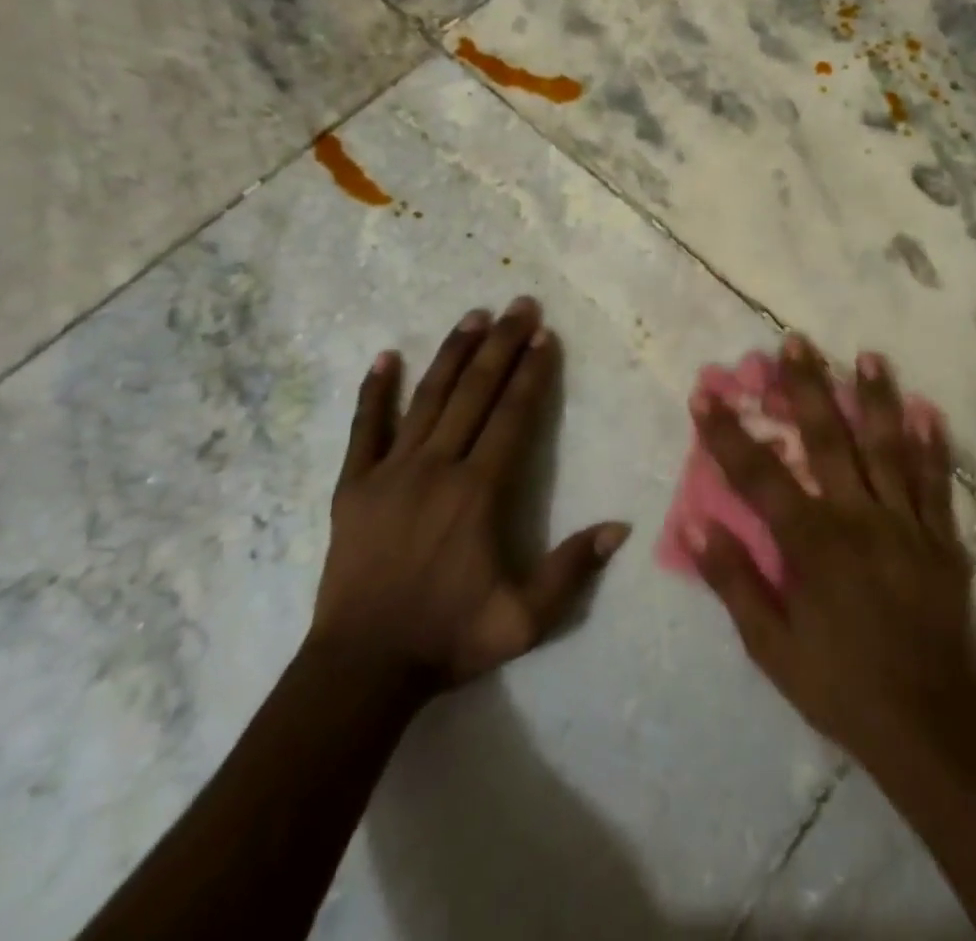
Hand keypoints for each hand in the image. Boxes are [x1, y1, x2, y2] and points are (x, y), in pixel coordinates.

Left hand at [310, 297, 629, 692]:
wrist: (361, 670)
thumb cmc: (448, 638)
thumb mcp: (524, 619)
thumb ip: (571, 570)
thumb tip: (620, 527)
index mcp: (478, 492)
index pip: (512, 417)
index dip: (532, 373)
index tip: (545, 336)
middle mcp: (437, 467)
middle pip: (475, 393)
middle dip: (501, 345)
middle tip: (520, 305)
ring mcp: (391, 472)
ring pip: (427, 398)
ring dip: (453, 354)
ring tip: (474, 315)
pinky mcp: (354, 486)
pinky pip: (364, 429)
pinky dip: (374, 392)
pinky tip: (385, 357)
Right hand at [686, 337, 975, 766]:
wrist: (929, 725)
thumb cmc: (840, 684)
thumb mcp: (771, 647)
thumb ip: (734, 580)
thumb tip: (695, 523)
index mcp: (813, 542)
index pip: (759, 475)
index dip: (727, 432)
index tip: (705, 392)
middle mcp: (858, 517)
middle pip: (828, 439)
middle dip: (807, 387)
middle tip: (795, 342)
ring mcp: (905, 523)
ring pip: (887, 448)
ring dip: (876, 398)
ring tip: (869, 355)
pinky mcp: (940, 539)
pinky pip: (936, 483)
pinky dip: (932, 445)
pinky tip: (928, 410)